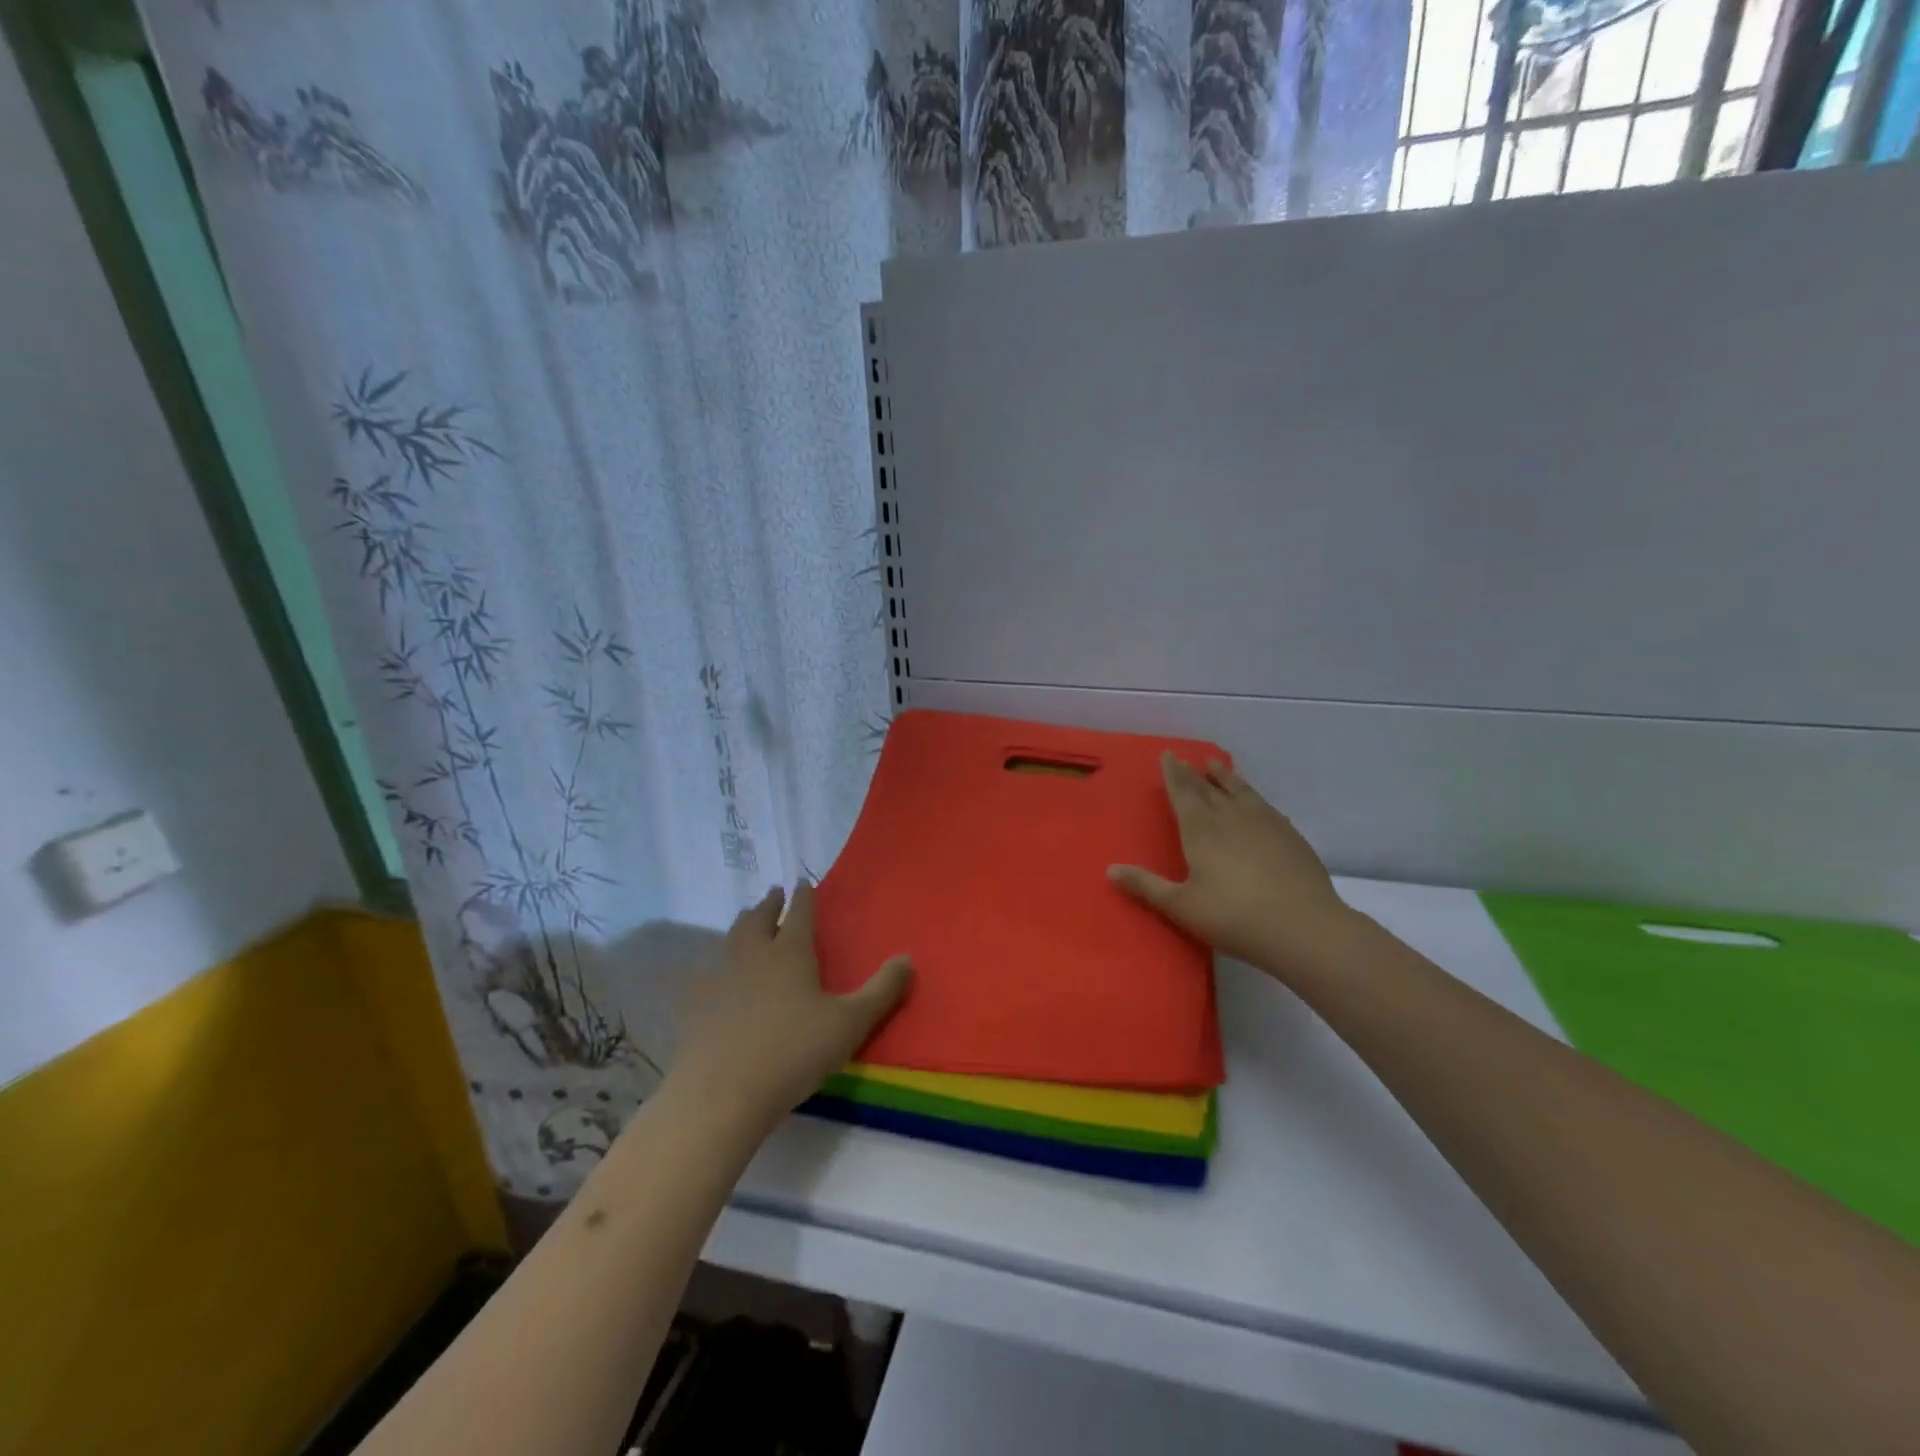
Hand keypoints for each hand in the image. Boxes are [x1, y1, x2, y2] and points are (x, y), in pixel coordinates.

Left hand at [674, 882, 912, 1126]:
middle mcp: (753, 955)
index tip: (803, 882)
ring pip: (731, 940)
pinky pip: (705, 974)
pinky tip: (712, 976)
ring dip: (742, 926)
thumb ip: (881, 991)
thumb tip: (907, 958)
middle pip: (759, 919)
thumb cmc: (794, 1052)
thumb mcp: (850, 1024)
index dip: (803, 896)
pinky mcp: (696, 1006)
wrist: (722, 1093)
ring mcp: (720, 979)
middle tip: (774, 893)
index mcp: (790, 953)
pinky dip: (714, 966)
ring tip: (746, 921)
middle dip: (768, 904)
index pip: (799, 913)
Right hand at [1108, 754, 1356, 978]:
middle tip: (1185, 759)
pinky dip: (1252, 796)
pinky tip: (1255, 803)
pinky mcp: (1290, 835)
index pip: (1182, 791)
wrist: (1304, 927)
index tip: (1168, 755)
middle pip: (1208, 787)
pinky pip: (1264, 805)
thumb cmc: (1234, 917)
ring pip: (1240, 790)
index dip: (1173, 773)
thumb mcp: (1182, 906)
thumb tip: (1110, 870)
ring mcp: (1264, 822)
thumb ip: (1146, 886)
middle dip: (1193, 773)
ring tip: (1217, 766)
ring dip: (1225, 777)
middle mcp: (1231, 816)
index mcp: (1201, 828)